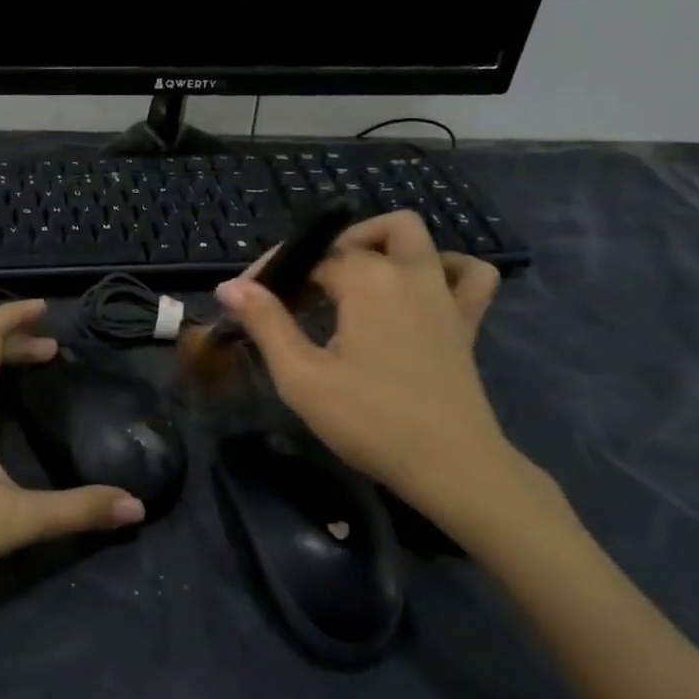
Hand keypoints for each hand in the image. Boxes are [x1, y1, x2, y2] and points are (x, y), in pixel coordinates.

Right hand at [215, 212, 545, 542]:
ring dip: (385, 244)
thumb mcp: (302, 377)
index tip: (248, 301)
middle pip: (368, 233)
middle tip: (306, 286)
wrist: (449, 465)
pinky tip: (421, 290)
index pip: (311, 257)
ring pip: (420, 239)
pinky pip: (469, 274)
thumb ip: (266, 324)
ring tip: (359, 277)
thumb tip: (229, 286)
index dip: (275, 273)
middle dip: (332, 247)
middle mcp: (409, 274)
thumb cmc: (369, 421)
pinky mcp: (466, 322)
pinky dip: (446, 268)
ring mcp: (443, 295)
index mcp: (367, 281)